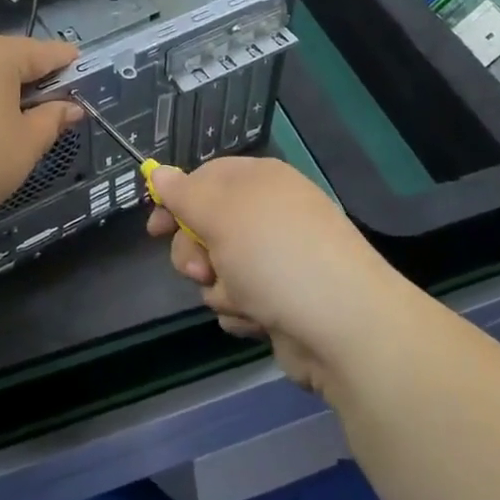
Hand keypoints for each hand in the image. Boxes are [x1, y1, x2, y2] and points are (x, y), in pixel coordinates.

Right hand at [146, 156, 409, 393]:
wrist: (344, 328)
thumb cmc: (275, 256)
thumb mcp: (220, 214)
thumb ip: (183, 194)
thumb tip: (158, 171)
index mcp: (260, 181)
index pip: (205, 178)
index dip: (176, 201)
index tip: (155, 229)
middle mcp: (270, 215)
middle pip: (206, 227)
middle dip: (195, 253)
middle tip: (201, 270)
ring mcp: (278, 259)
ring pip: (219, 269)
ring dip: (220, 287)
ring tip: (244, 300)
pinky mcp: (282, 300)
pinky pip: (240, 299)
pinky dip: (242, 311)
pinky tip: (259, 320)